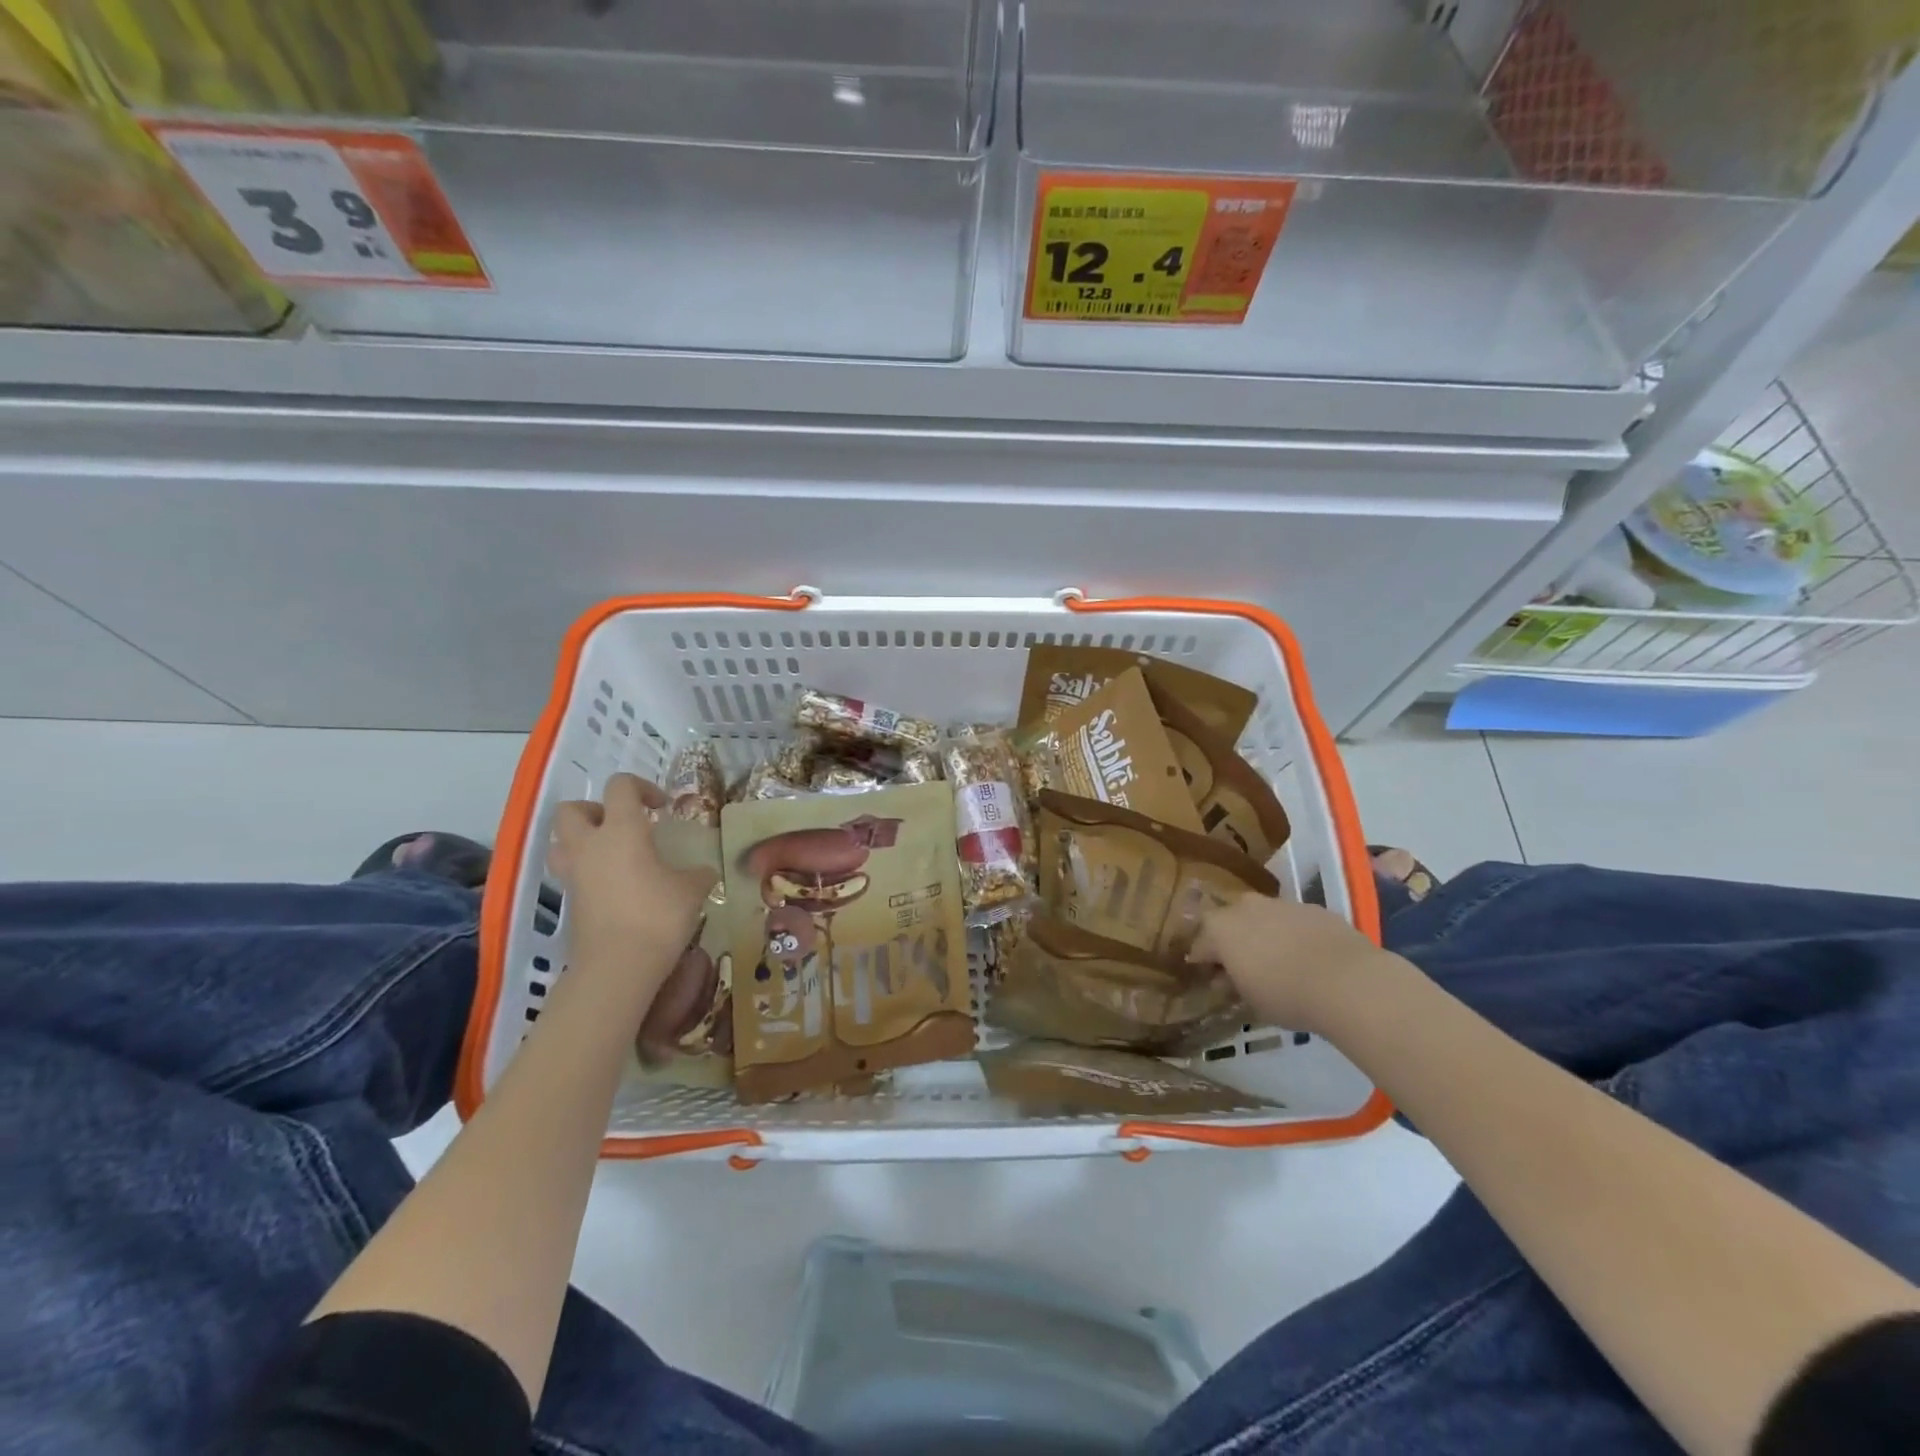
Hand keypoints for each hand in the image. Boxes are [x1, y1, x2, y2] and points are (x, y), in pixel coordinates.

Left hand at [548, 774, 716, 987]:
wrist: (618, 967)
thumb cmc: (658, 916)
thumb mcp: (692, 889)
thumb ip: (697, 873)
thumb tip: (703, 872)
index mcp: (622, 830)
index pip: (621, 787)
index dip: (642, 788)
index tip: (662, 808)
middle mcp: (591, 845)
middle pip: (572, 809)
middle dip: (596, 810)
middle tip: (624, 826)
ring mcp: (575, 875)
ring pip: (561, 842)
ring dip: (582, 840)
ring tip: (612, 853)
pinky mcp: (570, 902)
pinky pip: (572, 874)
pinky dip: (589, 872)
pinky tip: (616, 886)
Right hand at [1191, 891, 1390, 1033]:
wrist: (1348, 981)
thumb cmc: (1286, 995)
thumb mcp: (1250, 1000)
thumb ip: (1232, 984)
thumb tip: (1224, 978)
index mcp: (1220, 928)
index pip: (1200, 944)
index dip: (1202, 962)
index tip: (1208, 977)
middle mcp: (1245, 907)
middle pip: (1229, 920)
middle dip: (1231, 938)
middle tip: (1240, 964)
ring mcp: (1281, 904)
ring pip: (1262, 916)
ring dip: (1262, 932)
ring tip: (1276, 959)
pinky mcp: (1313, 908)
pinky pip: (1293, 920)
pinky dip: (1293, 933)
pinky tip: (1306, 956)